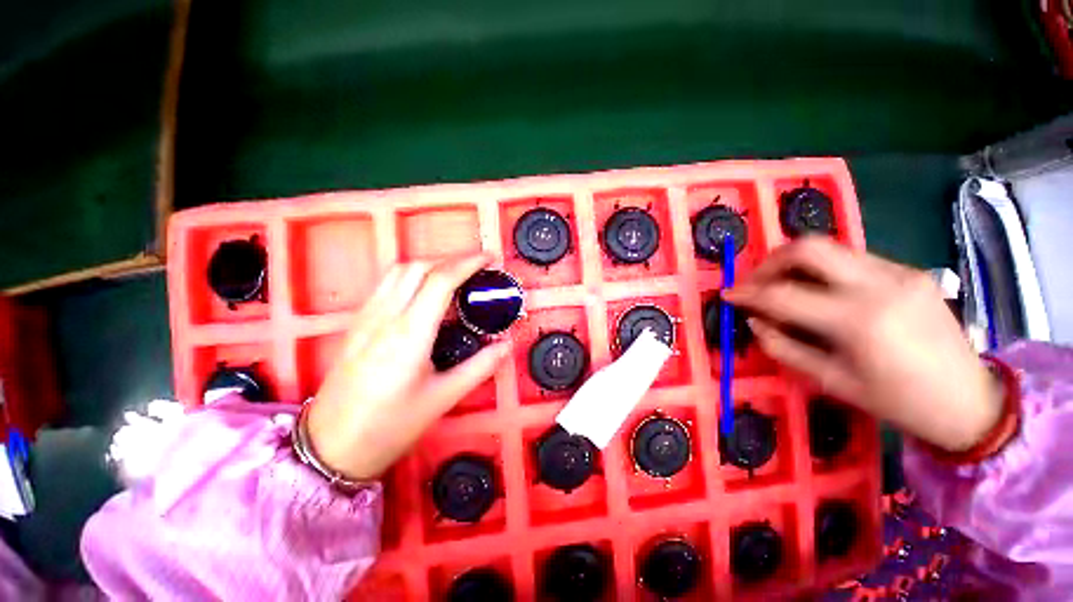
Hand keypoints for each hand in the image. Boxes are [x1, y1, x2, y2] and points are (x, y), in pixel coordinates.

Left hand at [306, 255, 509, 480]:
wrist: (331, 446)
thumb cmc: (390, 425)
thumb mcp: (443, 398)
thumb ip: (480, 366)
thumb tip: (506, 345)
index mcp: (409, 334)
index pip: (440, 281)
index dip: (468, 263)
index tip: (489, 259)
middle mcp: (385, 317)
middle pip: (419, 267)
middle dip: (451, 259)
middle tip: (477, 268)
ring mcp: (366, 317)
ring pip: (399, 271)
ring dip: (431, 264)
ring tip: (454, 275)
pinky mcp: (357, 323)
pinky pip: (386, 284)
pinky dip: (412, 275)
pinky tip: (424, 291)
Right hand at [724, 237, 1002, 451]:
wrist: (969, 400)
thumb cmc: (897, 401)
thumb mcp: (830, 381)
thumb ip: (783, 347)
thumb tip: (754, 321)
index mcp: (859, 321)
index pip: (784, 294)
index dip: (748, 293)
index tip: (727, 295)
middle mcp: (880, 285)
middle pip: (808, 247)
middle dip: (769, 262)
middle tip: (755, 283)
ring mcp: (899, 272)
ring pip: (830, 248)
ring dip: (795, 263)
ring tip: (782, 286)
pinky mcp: (910, 270)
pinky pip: (852, 259)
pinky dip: (824, 269)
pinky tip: (821, 291)